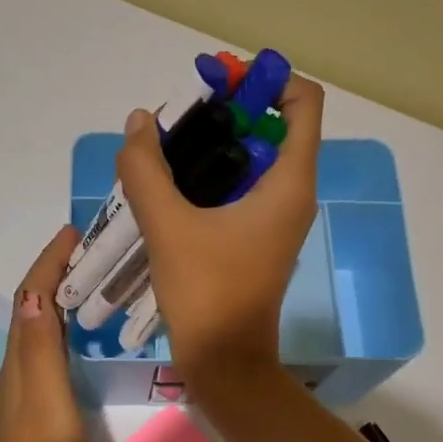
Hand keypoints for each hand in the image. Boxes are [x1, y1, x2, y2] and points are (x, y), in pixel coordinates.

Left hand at [0, 226, 94, 441]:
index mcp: (17, 372)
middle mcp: (19, 380)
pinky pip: (57, 365)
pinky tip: (97, 347)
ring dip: (67, 306)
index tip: (75, 231)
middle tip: (100, 252)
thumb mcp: (47, 413)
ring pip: (46, 339)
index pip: (28, 302)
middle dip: (59, 276)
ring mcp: (31, 404)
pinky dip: (74, 341)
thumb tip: (37, 295)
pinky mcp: (48, 424)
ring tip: (104, 286)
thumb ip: (42, 356)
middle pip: (35, 314)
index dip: (47, 264)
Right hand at [114, 74, 323, 389]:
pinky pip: (240, 185)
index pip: (303, 101)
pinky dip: (209, 173)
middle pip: (272, 123)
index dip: (265, 80)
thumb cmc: (207, 293)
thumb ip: (147, 169)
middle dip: (225, 111)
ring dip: (211, 143)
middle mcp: (292, 192)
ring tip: (163, 149)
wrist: (224, 361)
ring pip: (252, 155)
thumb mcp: (168, 227)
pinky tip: (168, 183)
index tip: (216, 87)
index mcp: (289, 182)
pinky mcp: (257, 234)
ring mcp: (276, 215)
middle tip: (176, 119)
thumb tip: (139, 122)